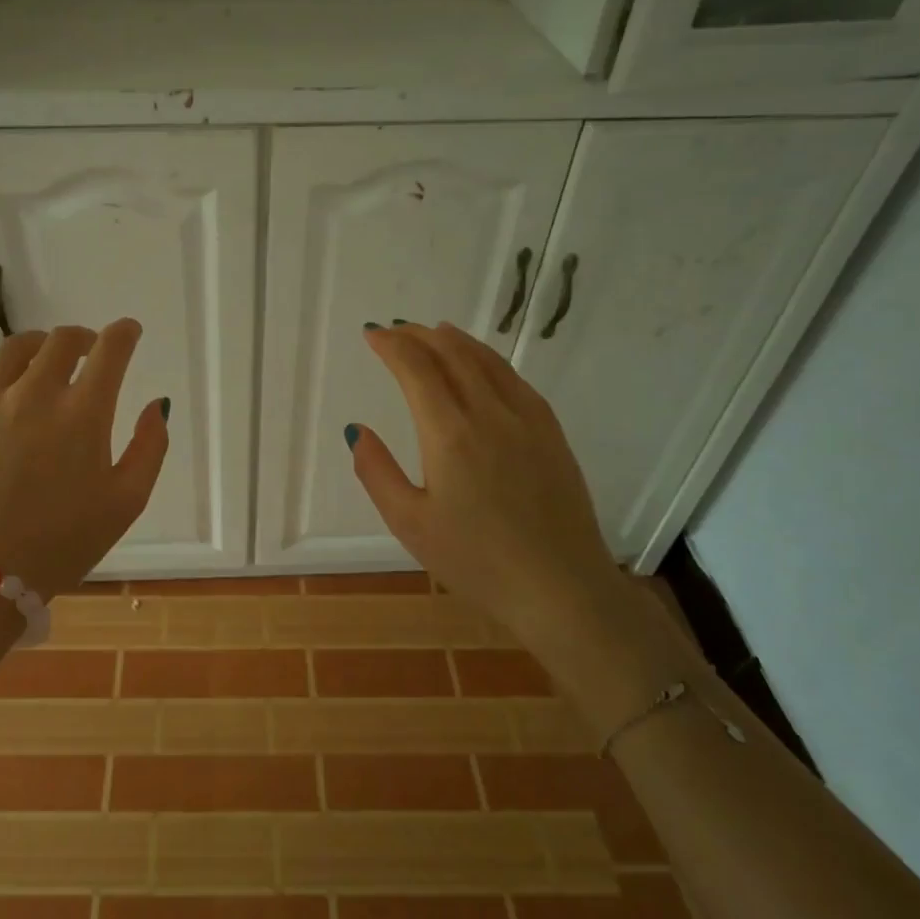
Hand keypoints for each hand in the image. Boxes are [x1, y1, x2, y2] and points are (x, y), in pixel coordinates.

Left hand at [0, 319, 167, 596]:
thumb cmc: (63, 544)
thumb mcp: (126, 503)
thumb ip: (150, 447)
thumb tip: (156, 404)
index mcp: (83, 415)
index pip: (110, 351)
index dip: (124, 333)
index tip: (128, 333)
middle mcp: (35, 395)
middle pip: (61, 340)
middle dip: (83, 338)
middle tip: (88, 352)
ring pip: (13, 348)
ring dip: (37, 345)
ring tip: (41, 357)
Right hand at [348, 322, 629, 658]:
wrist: (561, 588)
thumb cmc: (476, 561)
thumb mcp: (410, 524)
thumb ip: (377, 472)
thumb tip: (358, 430)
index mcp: (450, 435)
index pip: (416, 369)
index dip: (391, 346)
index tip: (372, 334)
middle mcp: (490, 414)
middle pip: (452, 355)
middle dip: (419, 336)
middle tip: (396, 330)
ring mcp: (527, 419)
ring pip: (487, 361)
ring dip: (455, 340)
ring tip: (434, 332)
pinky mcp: (552, 432)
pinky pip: (515, 379)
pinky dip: (489, 359)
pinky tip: (482, 364)